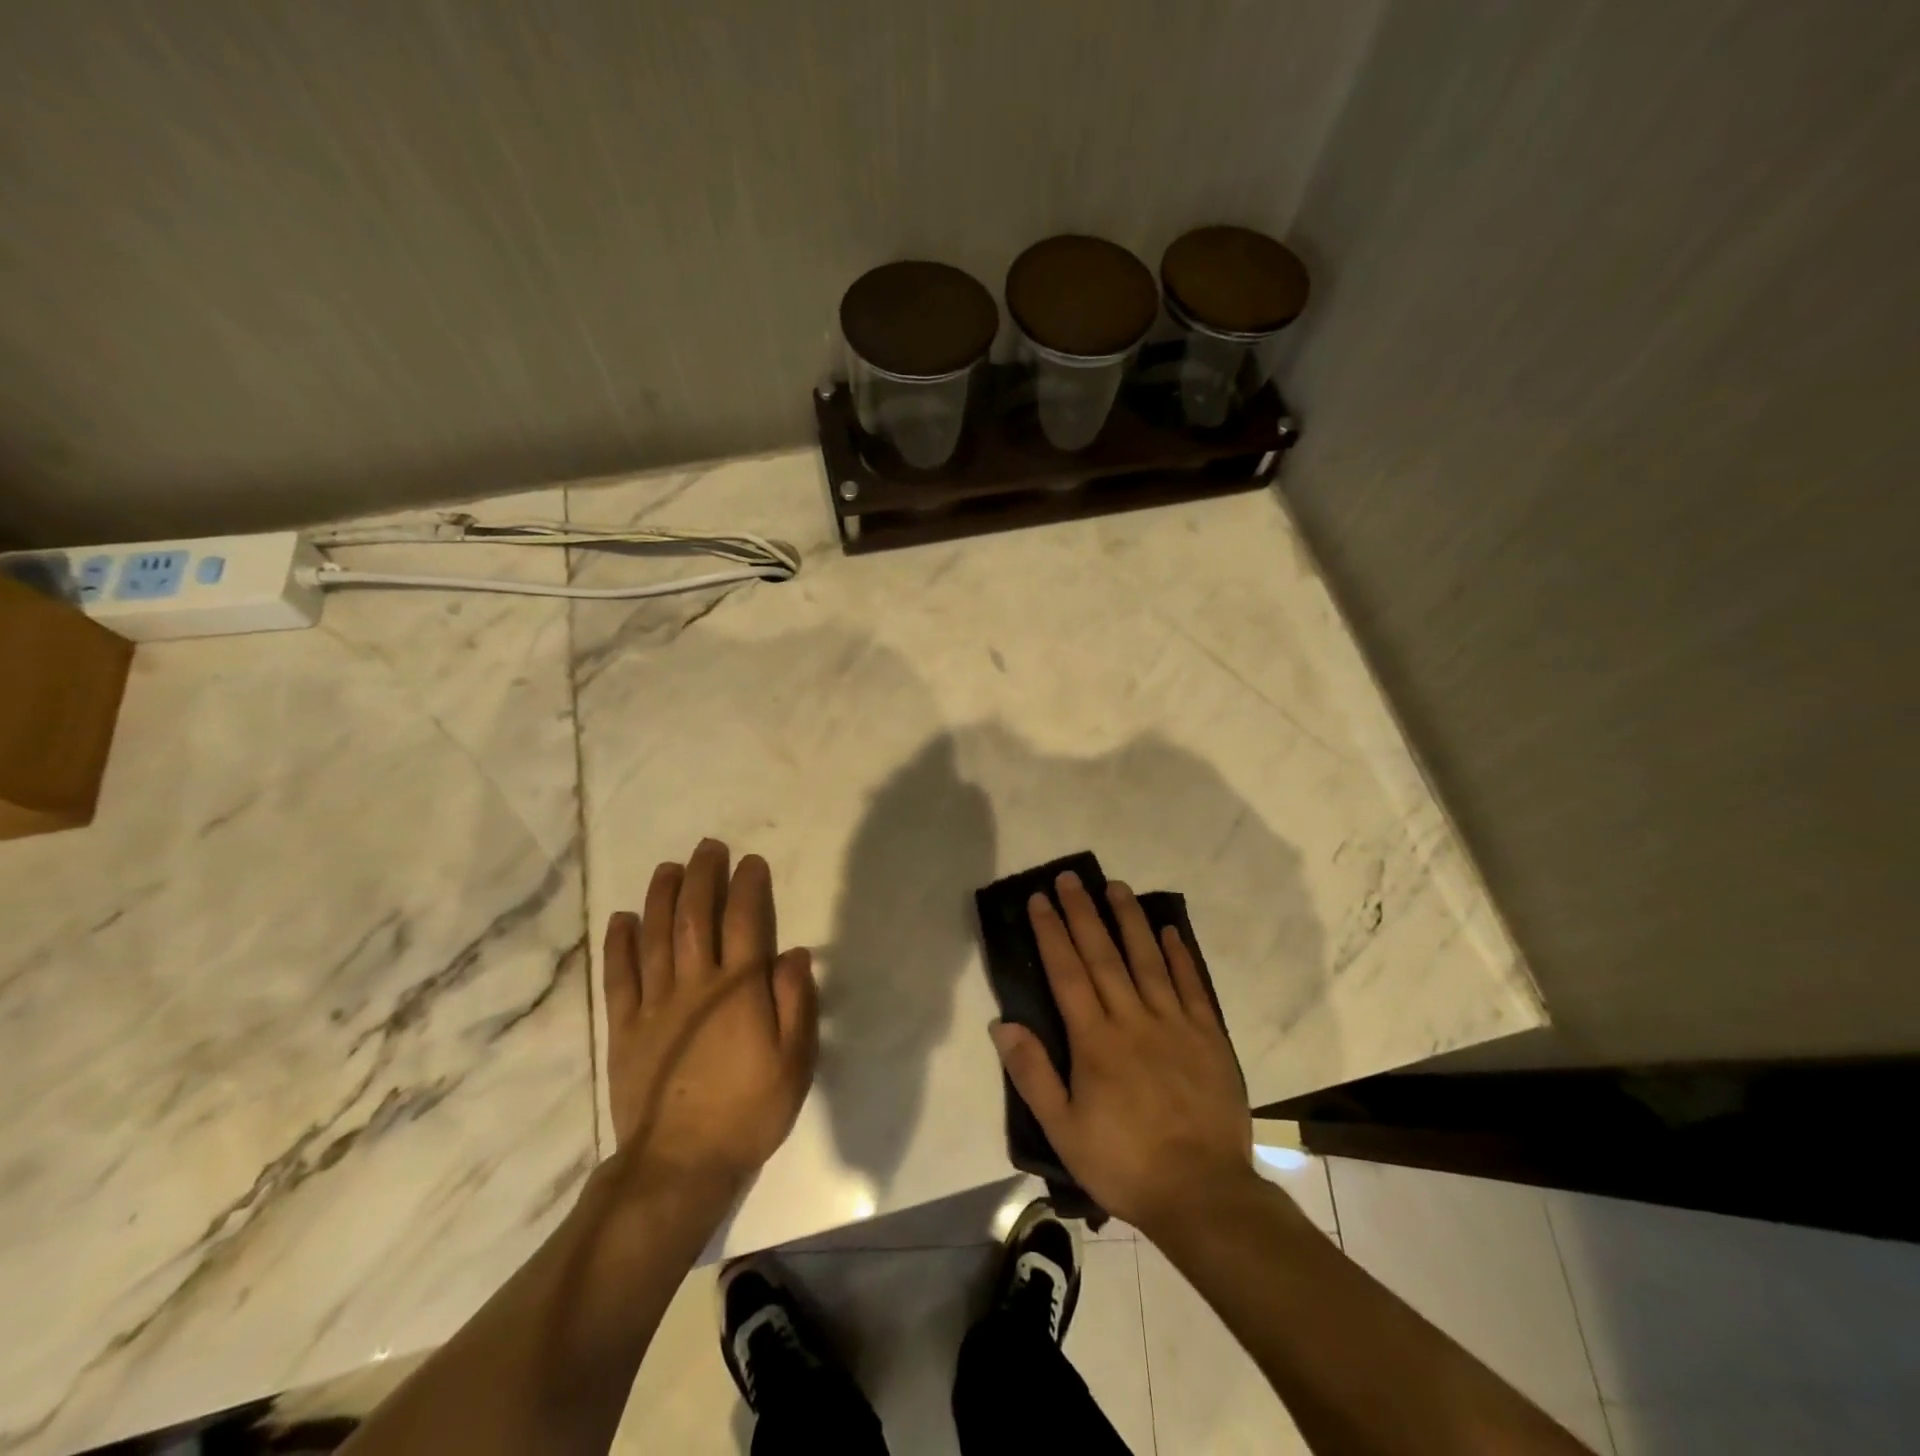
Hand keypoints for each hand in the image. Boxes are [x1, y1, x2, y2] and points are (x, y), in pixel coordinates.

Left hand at [602, 839, 818, 1196]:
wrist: (680, 1165)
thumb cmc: (749, 1111)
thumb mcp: (795, 1061)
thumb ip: (795, 1002)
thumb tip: (792, 952)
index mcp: (739, 990)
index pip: (744, 922)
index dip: (748, 887)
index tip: (751, 862)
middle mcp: (695, 985)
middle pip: (697, 918)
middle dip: (703, 877)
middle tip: (708, 848)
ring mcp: (655, 1005)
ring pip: (656, 937)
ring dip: (662, 898)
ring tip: (668, 868)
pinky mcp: (625, 1028)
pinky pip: (620, 977)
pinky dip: (620, 945)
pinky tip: (622, 919)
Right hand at [990, 871, 1254, 1236]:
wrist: (1202, 1193)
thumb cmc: (1124, 1162)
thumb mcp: (1064, 1130)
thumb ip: (1033, 1074)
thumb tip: (1002, 1024)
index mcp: (1095, 1041)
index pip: (1067, 973)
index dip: (1051, 932)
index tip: (1040, 900)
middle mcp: (1133, 1019)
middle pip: (1103, 955)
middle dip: (1083, 913)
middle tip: (1071, 878)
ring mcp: (1174, 1024)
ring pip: (1147, 960)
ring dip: (1130, 920)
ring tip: (1116, 886)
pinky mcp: (1208, 1037)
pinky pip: (1192, 986)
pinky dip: (1179, 955)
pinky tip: (1168, 930)